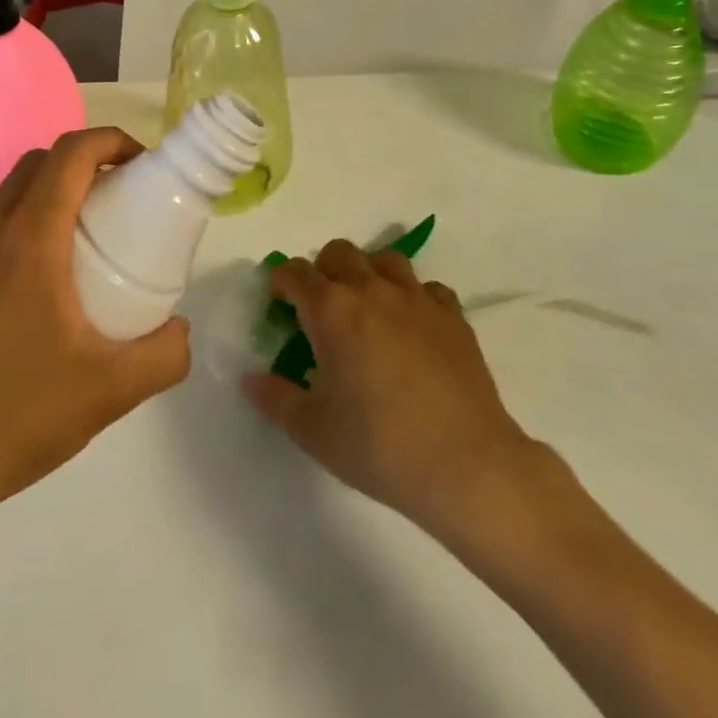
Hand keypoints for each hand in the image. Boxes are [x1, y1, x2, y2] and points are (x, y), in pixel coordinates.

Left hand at [0, 128, 190, 534]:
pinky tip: (15, 284)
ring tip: (66, 241)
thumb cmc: (15, 418)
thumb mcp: (111, 391)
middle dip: (79, 165)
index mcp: (29, 240)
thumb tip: (180, 330)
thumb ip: (165, 354)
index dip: (110, 141)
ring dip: (38, 195)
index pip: (70, 154)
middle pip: (34, 165)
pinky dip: (1, 230)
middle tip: (112, 202)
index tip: (139, 162)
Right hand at [243, 240, 535, 538]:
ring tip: (368, 311)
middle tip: (321, 310)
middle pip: (340, 252)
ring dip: (369, 274)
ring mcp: (418, 300)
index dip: (281, 283)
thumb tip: (250, 379)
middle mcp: (373, 291)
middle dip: (323, 270)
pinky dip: (413, 298)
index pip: (295, 272)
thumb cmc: (379, 446)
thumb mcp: (313, 430)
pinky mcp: (454, 318)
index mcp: (332, 310)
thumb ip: (276, 399)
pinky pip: (428, 288)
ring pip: (387, 259)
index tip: (279, 305)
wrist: (466, 465)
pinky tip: (413, 329)